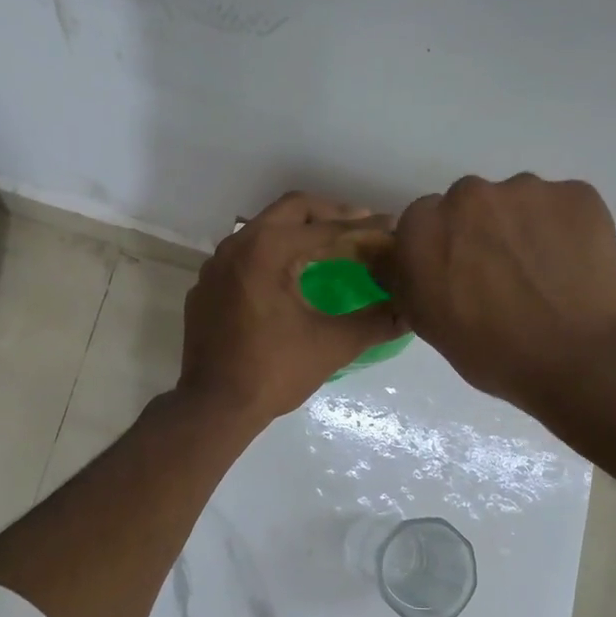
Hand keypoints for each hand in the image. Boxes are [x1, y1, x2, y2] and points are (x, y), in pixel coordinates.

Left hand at [179, 192, 404, 424]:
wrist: (212, 407)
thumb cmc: (273, 372)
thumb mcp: (332, 345)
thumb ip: (375, 321)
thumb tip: (409, 310)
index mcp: (266, 250)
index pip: (325, 228)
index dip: (363, 228)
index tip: (390, 228)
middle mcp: (236, 245)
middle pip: (291, 210)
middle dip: (330, 214)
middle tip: (362, 227)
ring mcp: (215, 265)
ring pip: (263, 229)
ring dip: (298, 231)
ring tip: (330, 247)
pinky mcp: (206, 286)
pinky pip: (243, 255)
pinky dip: (271, 254)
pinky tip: (289, 276)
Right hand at [373, 174, 615, 416]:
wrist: (582, 360)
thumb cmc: (494, 353)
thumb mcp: (427, 323)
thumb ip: (404, 278)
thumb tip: (397, 258)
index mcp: (423, 227)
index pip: (419, 223)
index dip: (438, 250)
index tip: (456, 277)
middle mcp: (468, 195)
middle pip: (466, 205)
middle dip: (477, 232)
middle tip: (500, 275)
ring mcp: (526, 189)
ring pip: (514, 202)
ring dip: (520, 228)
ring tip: (543, 273)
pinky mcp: (576, 192)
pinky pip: (559, 206)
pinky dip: (562, 229)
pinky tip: (573, 266)